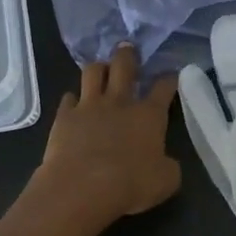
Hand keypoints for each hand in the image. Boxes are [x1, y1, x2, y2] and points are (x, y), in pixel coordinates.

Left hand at [34, 45, 181, 225]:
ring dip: (98, 68)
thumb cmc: (131, 184)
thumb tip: (165, 162)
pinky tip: (73, 102)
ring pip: (92, 73)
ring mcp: (89, 106)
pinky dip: (72, 99)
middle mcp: (119, 102)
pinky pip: (67, 98)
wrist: (82, 187)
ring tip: (101, 68)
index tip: (171, 74)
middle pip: (124, 66)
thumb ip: (168, 166)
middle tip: (128, 48)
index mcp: (149, 115)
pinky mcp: (64, 117)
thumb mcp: (166, 181)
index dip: (169, 79)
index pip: (163, 87)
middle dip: (128, 55)